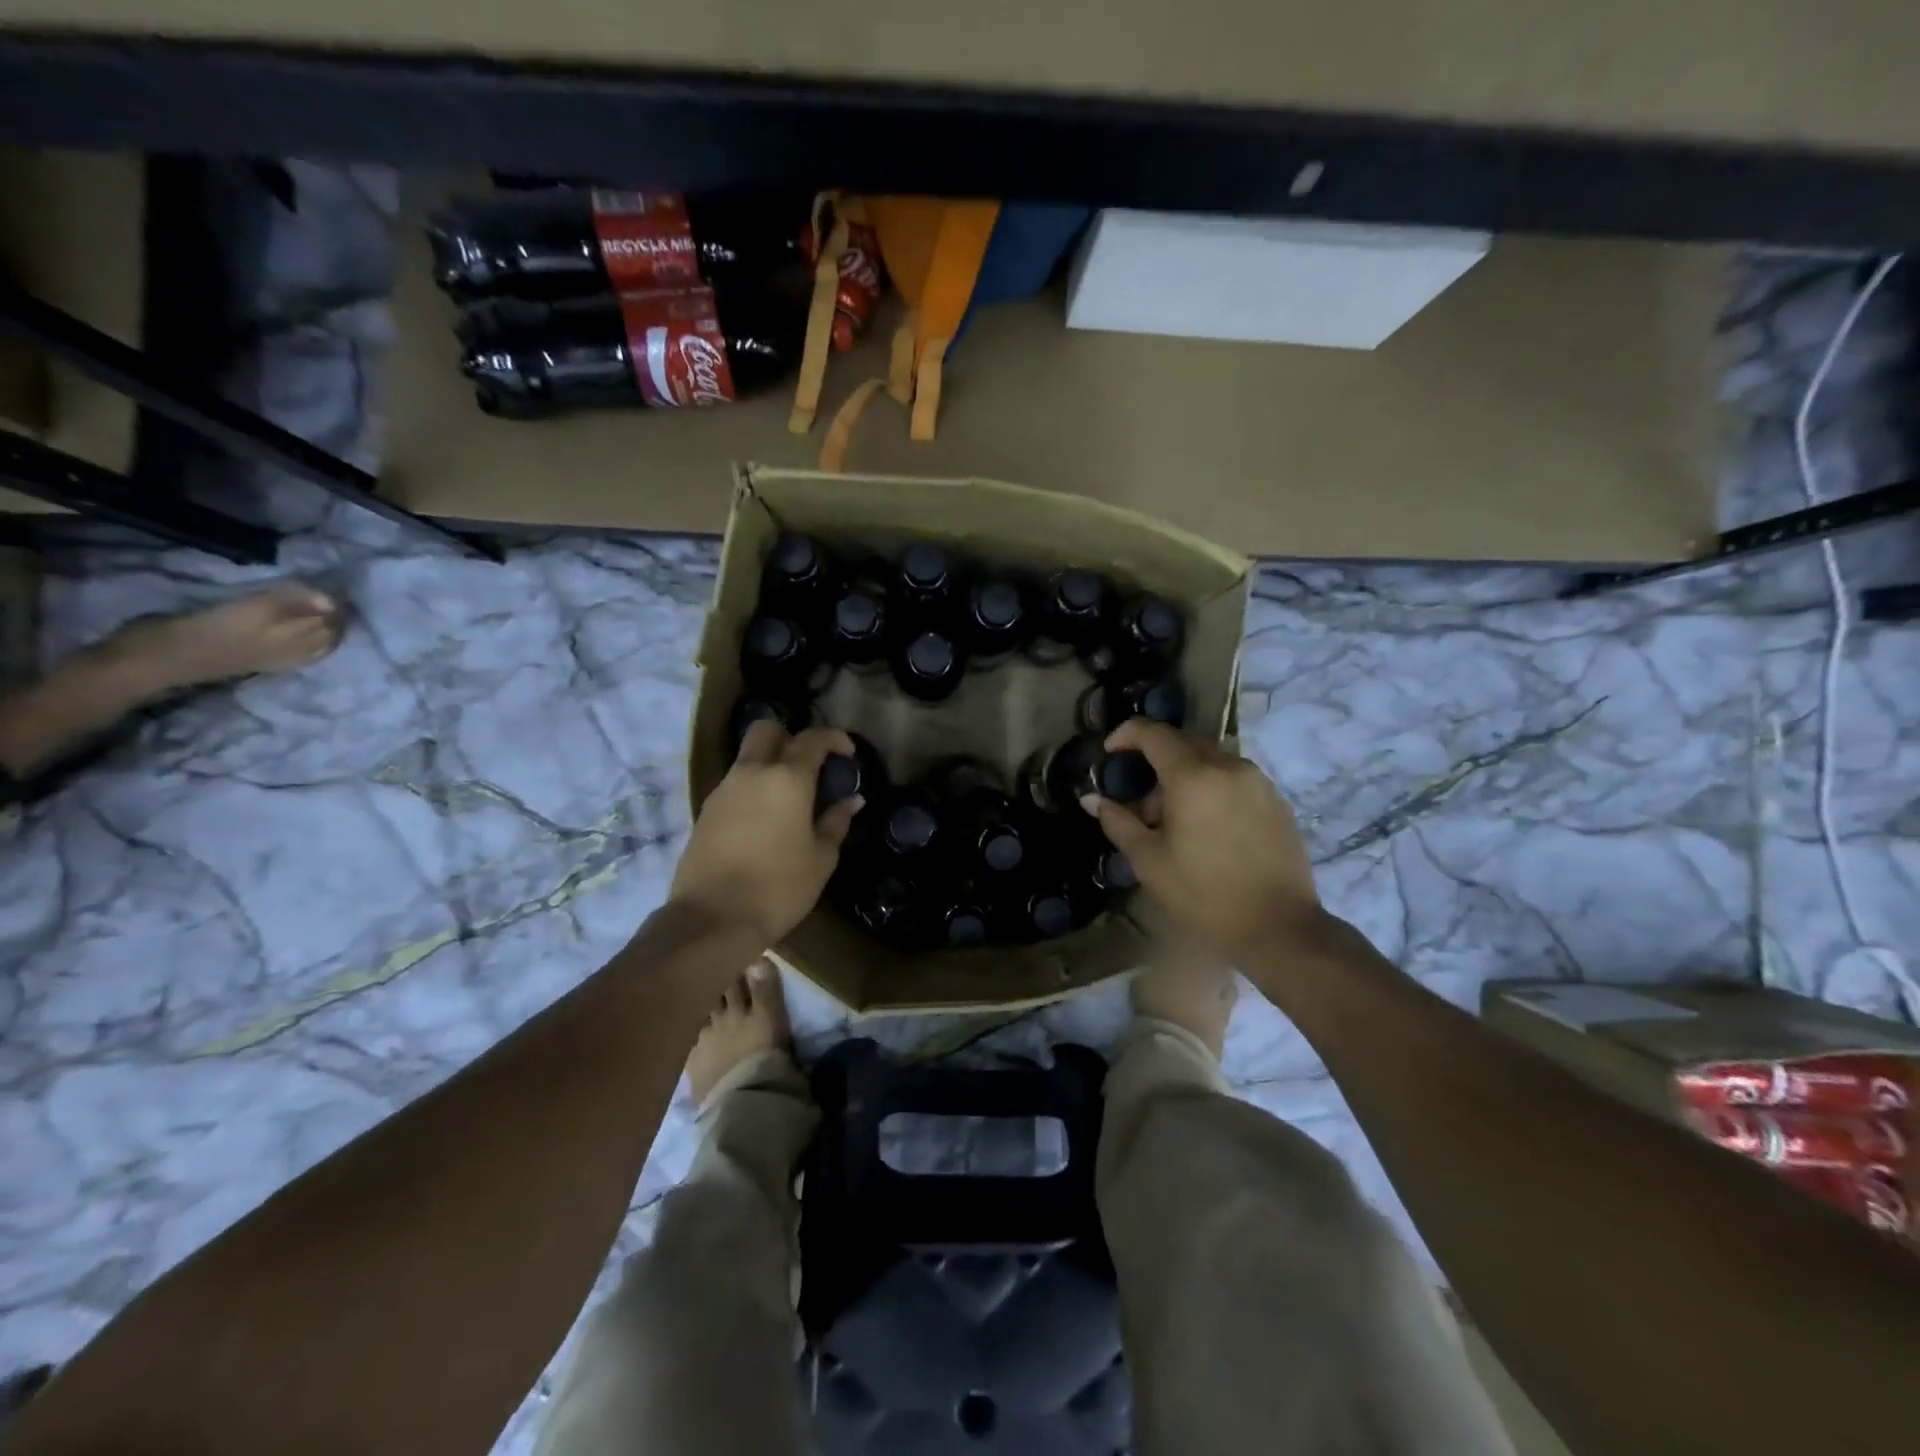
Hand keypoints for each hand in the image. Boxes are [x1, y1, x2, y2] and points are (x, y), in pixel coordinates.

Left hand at [671, 721, 862, 946]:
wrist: (713, 919)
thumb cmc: (779, 887)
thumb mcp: (821, 858)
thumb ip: (836, 822)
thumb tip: (851, 800)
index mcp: (787, 778)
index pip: (812, 739)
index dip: (834, 738)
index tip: (848, 752)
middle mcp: (752, 773)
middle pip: (767, 730)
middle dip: (791, 737)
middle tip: (809, 764)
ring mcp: (724, 789)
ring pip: (747, 756)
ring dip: (770, 763)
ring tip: (790, 796)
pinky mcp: (706, 810)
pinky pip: (734, 783)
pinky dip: (753, 787)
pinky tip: (765, 818)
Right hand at [1083, 720, 1320, 964]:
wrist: (1278, 927)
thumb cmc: (1204, 894)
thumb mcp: (1149, 861)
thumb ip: (1118, 822)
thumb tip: (1092, 799)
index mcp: (1193, 776)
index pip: (1153, 733)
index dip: (1126, 734)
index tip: (1109, 753)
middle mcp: (1228, 766)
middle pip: (1183, 742)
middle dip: (1155, 759)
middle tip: (1141, 800)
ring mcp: (1257, 781)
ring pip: (1210, 759)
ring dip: (1185, 775)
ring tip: (1175, 819)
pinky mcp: (1276, 800)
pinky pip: (1234, 777)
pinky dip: (1211, 787)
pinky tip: (1207, 827)